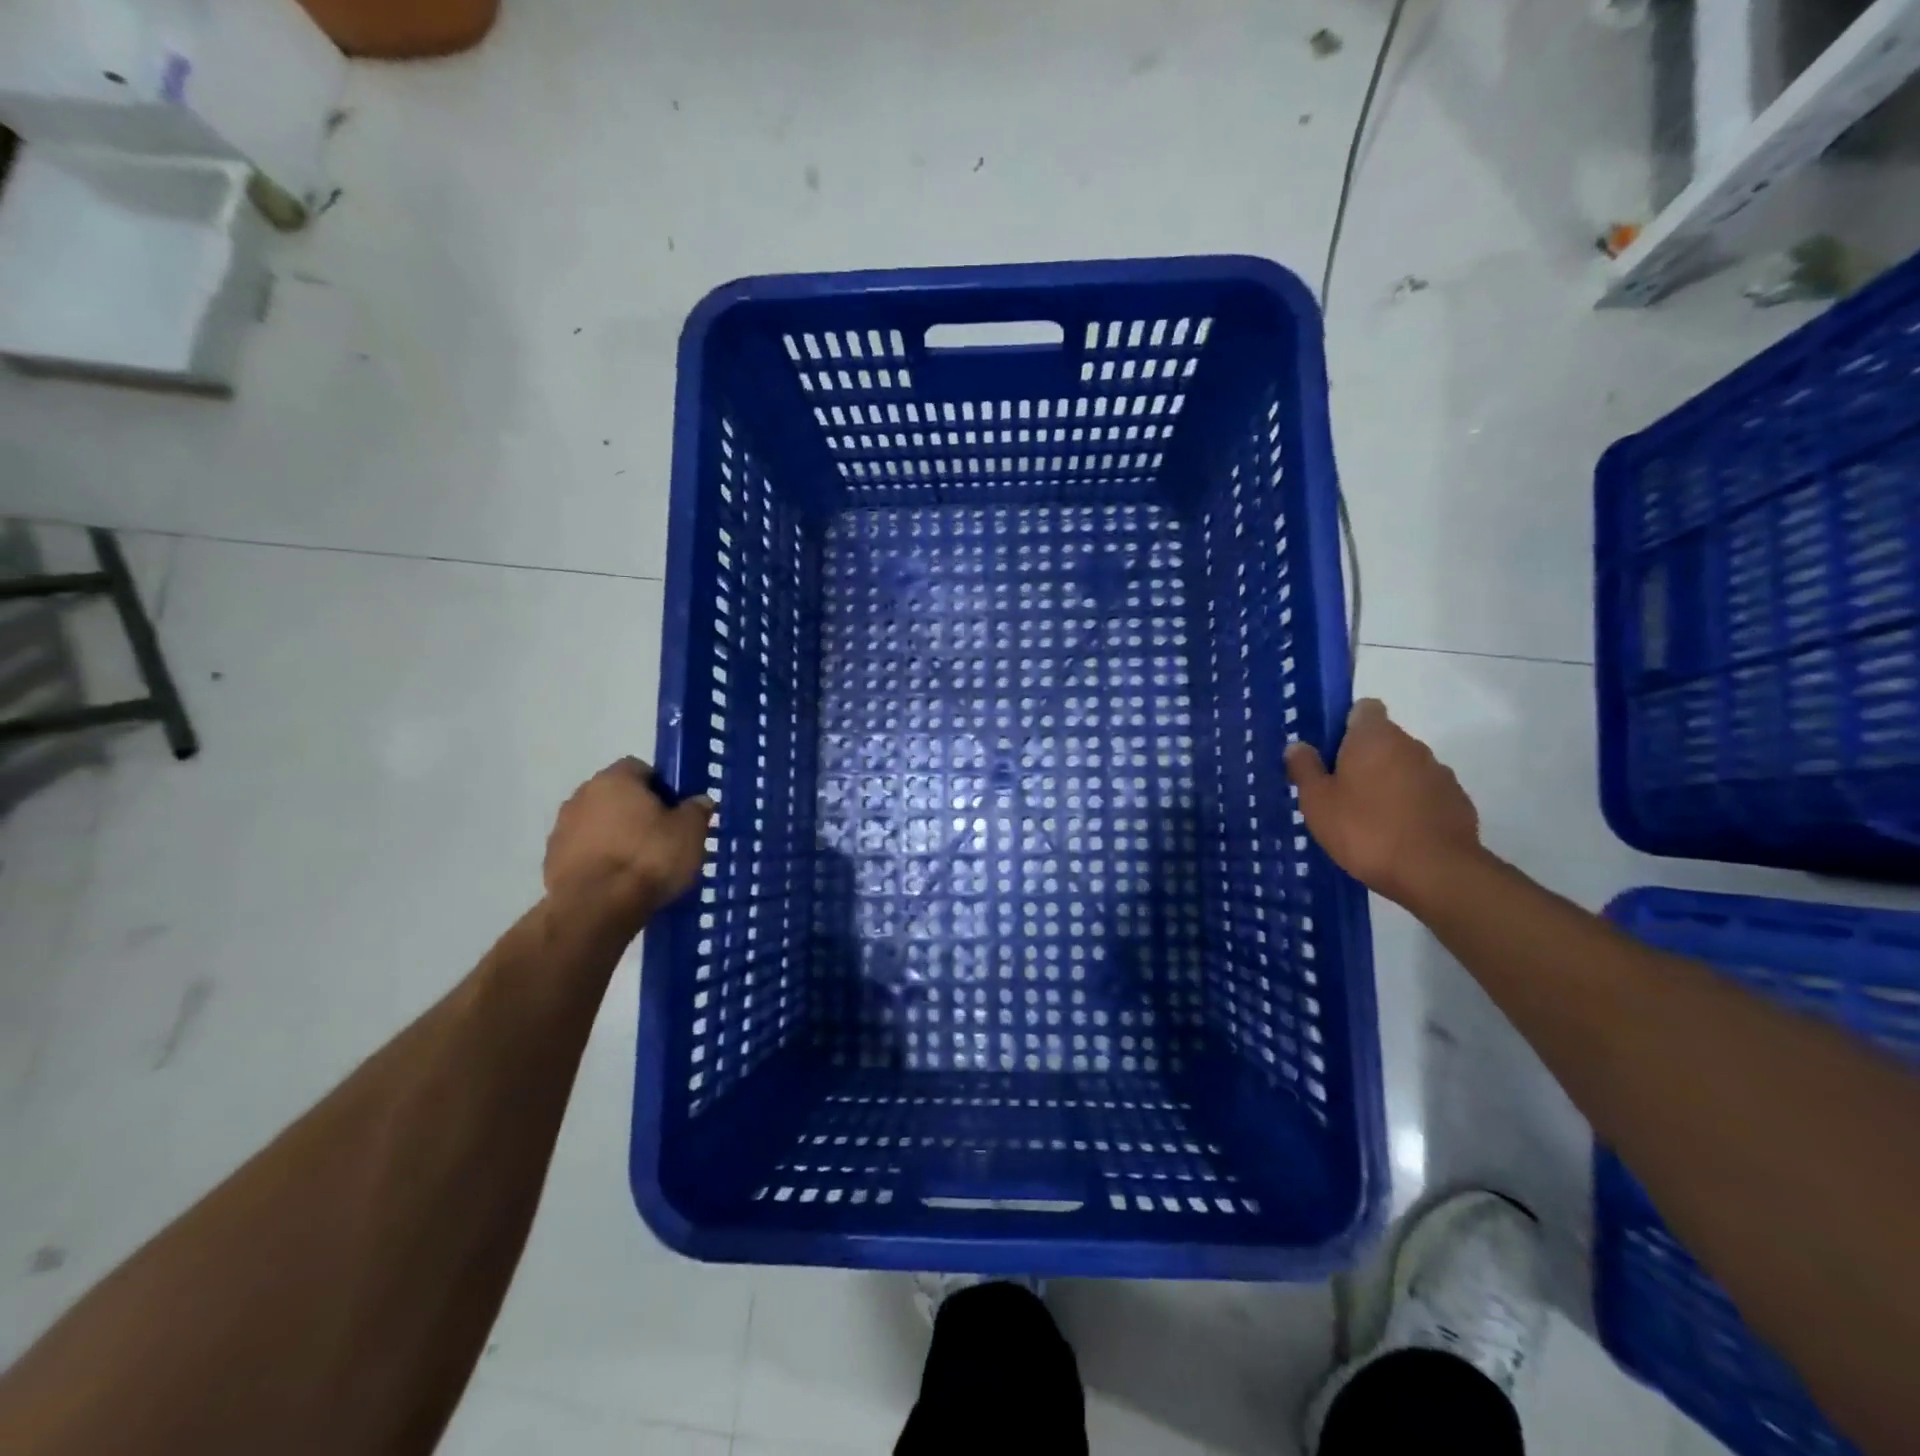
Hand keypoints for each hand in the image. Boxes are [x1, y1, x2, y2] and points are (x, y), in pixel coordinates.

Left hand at [543, 759, 714, 933]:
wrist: (596, 908)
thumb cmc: (648, 859)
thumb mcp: (690, 833)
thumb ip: (696, 810)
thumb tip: (699, 801)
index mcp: (616, 779)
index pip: (640, 769)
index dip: (661, 787)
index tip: (675, 811)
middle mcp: (582, 795)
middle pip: (616, 795)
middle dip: (635, 811)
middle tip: (661, 836)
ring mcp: (562, 828)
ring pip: (597, 823)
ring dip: (615, 835)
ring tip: (638, 863)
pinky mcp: (551, 860)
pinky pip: (582, 850)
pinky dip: (598, 859)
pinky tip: (617, 881)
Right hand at [1284, 699, 1482, 908]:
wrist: (1436, 872)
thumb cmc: (1365, 829)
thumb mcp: (1317, 801)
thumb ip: (1305, 768)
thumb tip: (1298, 746)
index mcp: (1374, 737)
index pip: (1363, 708)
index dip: (1345, 724)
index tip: (1330, 751)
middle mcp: (1411, 745)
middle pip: (1383, 740)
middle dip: (1362, 758)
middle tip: (1339, 791)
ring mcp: (1439, 773)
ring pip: (1404, 767)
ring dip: (1387, 782)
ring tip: (1367, 818)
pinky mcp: (1457, 802)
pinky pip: (1425, 793)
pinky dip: (1410, 805)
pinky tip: (1396, 834)